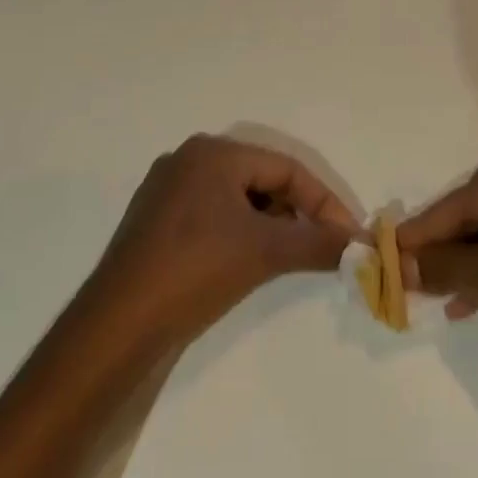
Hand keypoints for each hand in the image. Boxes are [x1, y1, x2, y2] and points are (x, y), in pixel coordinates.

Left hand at [88, 134, 359, 345]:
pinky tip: (247, 262)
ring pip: (237, 199)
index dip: (323, 201)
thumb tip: (360, 245)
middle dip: (296, 213)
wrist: (117, 325)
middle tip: (320, 246)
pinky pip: (212, 215)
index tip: (347, 235)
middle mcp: (188, 160)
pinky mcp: (155, 221)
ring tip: (287, 257)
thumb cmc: (195, 270)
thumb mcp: (265, 253)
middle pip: (262, 180)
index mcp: (213, 153)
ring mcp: (167, 191)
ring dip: (269, 225)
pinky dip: (240, 233)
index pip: (286, 169)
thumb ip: (318, 243)